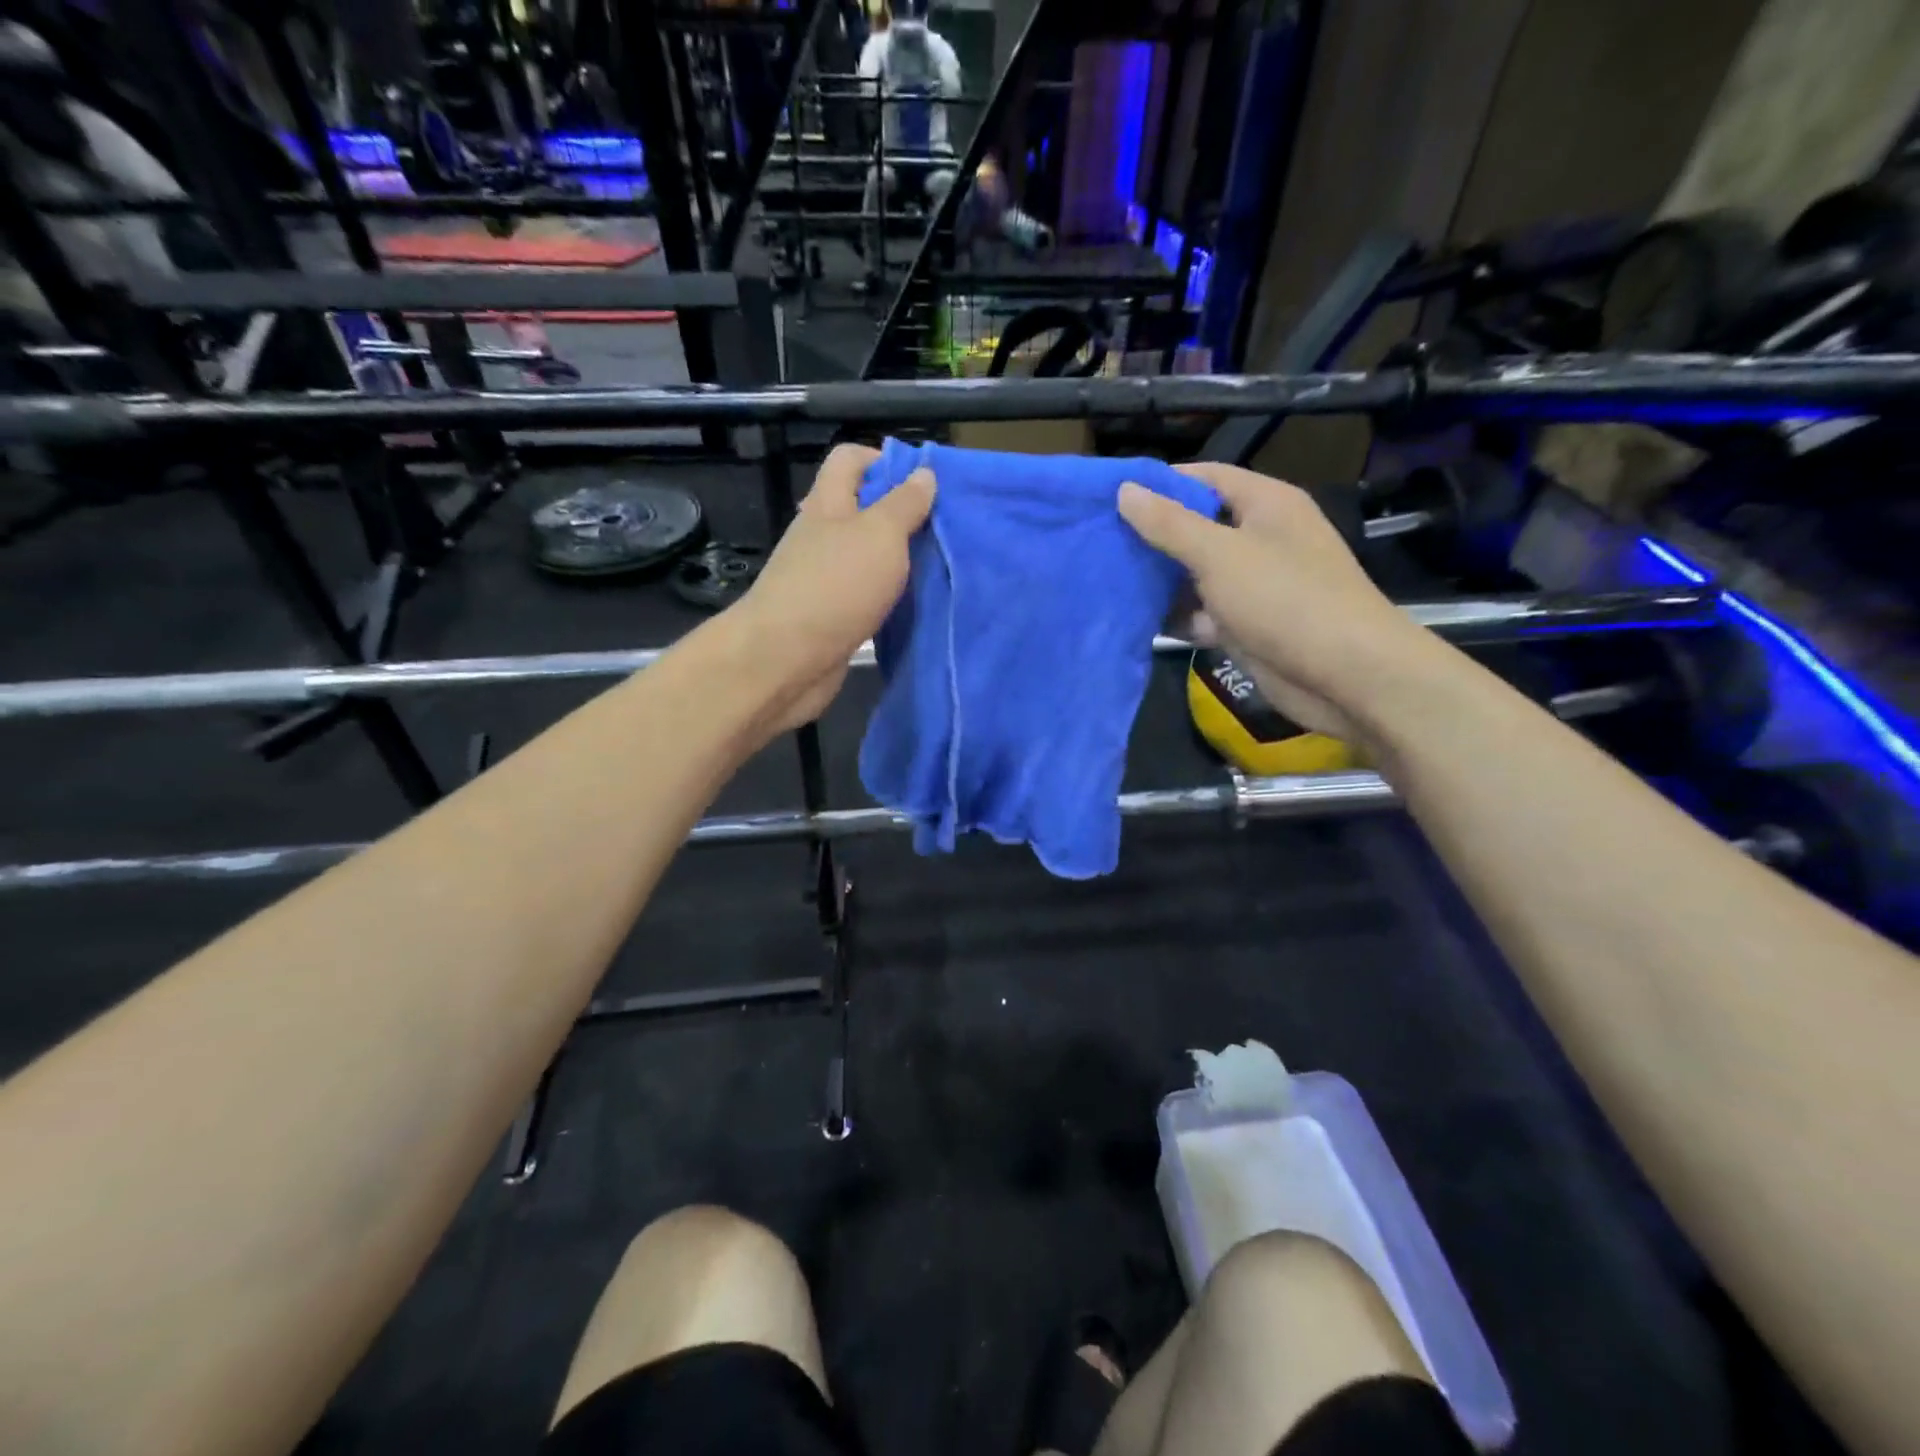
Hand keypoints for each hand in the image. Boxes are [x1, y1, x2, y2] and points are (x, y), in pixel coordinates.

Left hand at [731, 443, 934, 732]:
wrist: (786, 659)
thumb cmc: (835, 585)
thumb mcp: (880, 534)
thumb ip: (904, 504)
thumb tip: (923, 473)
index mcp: (828, 503)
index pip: (850, 459)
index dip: (885, 460)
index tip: (924, 483)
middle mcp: (821, 535)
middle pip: (861, 509)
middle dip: (901, 515)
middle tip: (942, 530)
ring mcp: (822, 577)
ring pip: (865, 556)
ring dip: (897, 560)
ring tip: (938, 567)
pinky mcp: (829, 616)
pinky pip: (864, 594)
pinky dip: (887, 595)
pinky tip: (914, 604)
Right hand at [1118, 462, 1430, 743]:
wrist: (1345, 676)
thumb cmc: (1285, 599)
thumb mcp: (1220, 554)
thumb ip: (1170, 524)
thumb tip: (1126, 491)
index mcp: (1266, 505)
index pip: (1206, 477)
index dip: (1161, 483)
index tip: (1112, 496)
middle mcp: (1261, 538)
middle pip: (1197, 527)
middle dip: (1153, 535)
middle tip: (1100, 541)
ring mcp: (1255, 585)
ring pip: (1196, 574)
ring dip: (1160, 580)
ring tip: (1107, 578)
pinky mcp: (1247, 625)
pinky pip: (1203, 613)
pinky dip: (1177, 616)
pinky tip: (1136, 619)